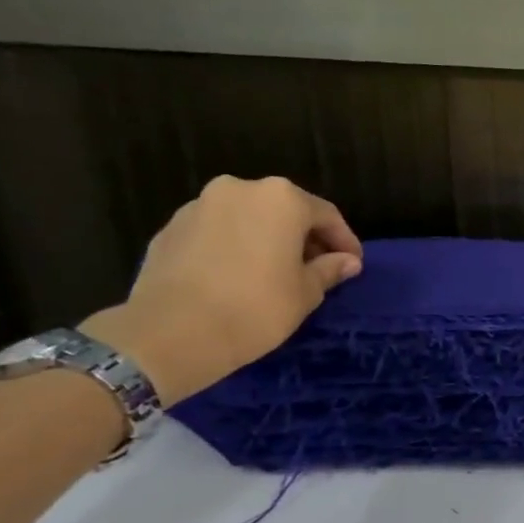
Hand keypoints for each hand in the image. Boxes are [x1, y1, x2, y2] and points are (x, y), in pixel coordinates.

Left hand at [82, 175, 363, 402]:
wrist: (170, 333)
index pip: (326, 215)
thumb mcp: (306, 293)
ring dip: (267, 239)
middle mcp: (240, 189)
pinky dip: (235, 246)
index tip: (352, 266)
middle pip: (285, 210)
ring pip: (248, 218)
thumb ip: (329, 270)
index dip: (344, 242)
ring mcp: (200, 206)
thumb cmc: (255, 308)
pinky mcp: (170, 228)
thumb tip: (347, 262)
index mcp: (281, 199)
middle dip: (304, 237)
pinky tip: (239, 277)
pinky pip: (217, 232)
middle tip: (316, 269)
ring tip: (276, 273)